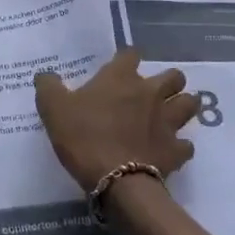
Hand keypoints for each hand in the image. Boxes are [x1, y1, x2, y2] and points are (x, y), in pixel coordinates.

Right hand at [34, 49, 199, 194]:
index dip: (126, 59)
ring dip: (182, 106)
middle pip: (174, 76)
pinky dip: (180, 147)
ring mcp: (168, 121)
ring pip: (190, 104)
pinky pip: (186, 145)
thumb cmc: (83, 137)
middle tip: (153, 93)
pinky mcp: (176, 150)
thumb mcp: (53, 109)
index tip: (119, 68)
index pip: (130, 54)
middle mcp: (150, 93)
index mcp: (121, 78)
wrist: (115, 180)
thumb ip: (48, 87)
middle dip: (168, 82)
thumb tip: (45, 74)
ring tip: (170, 116)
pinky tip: (169, 151)